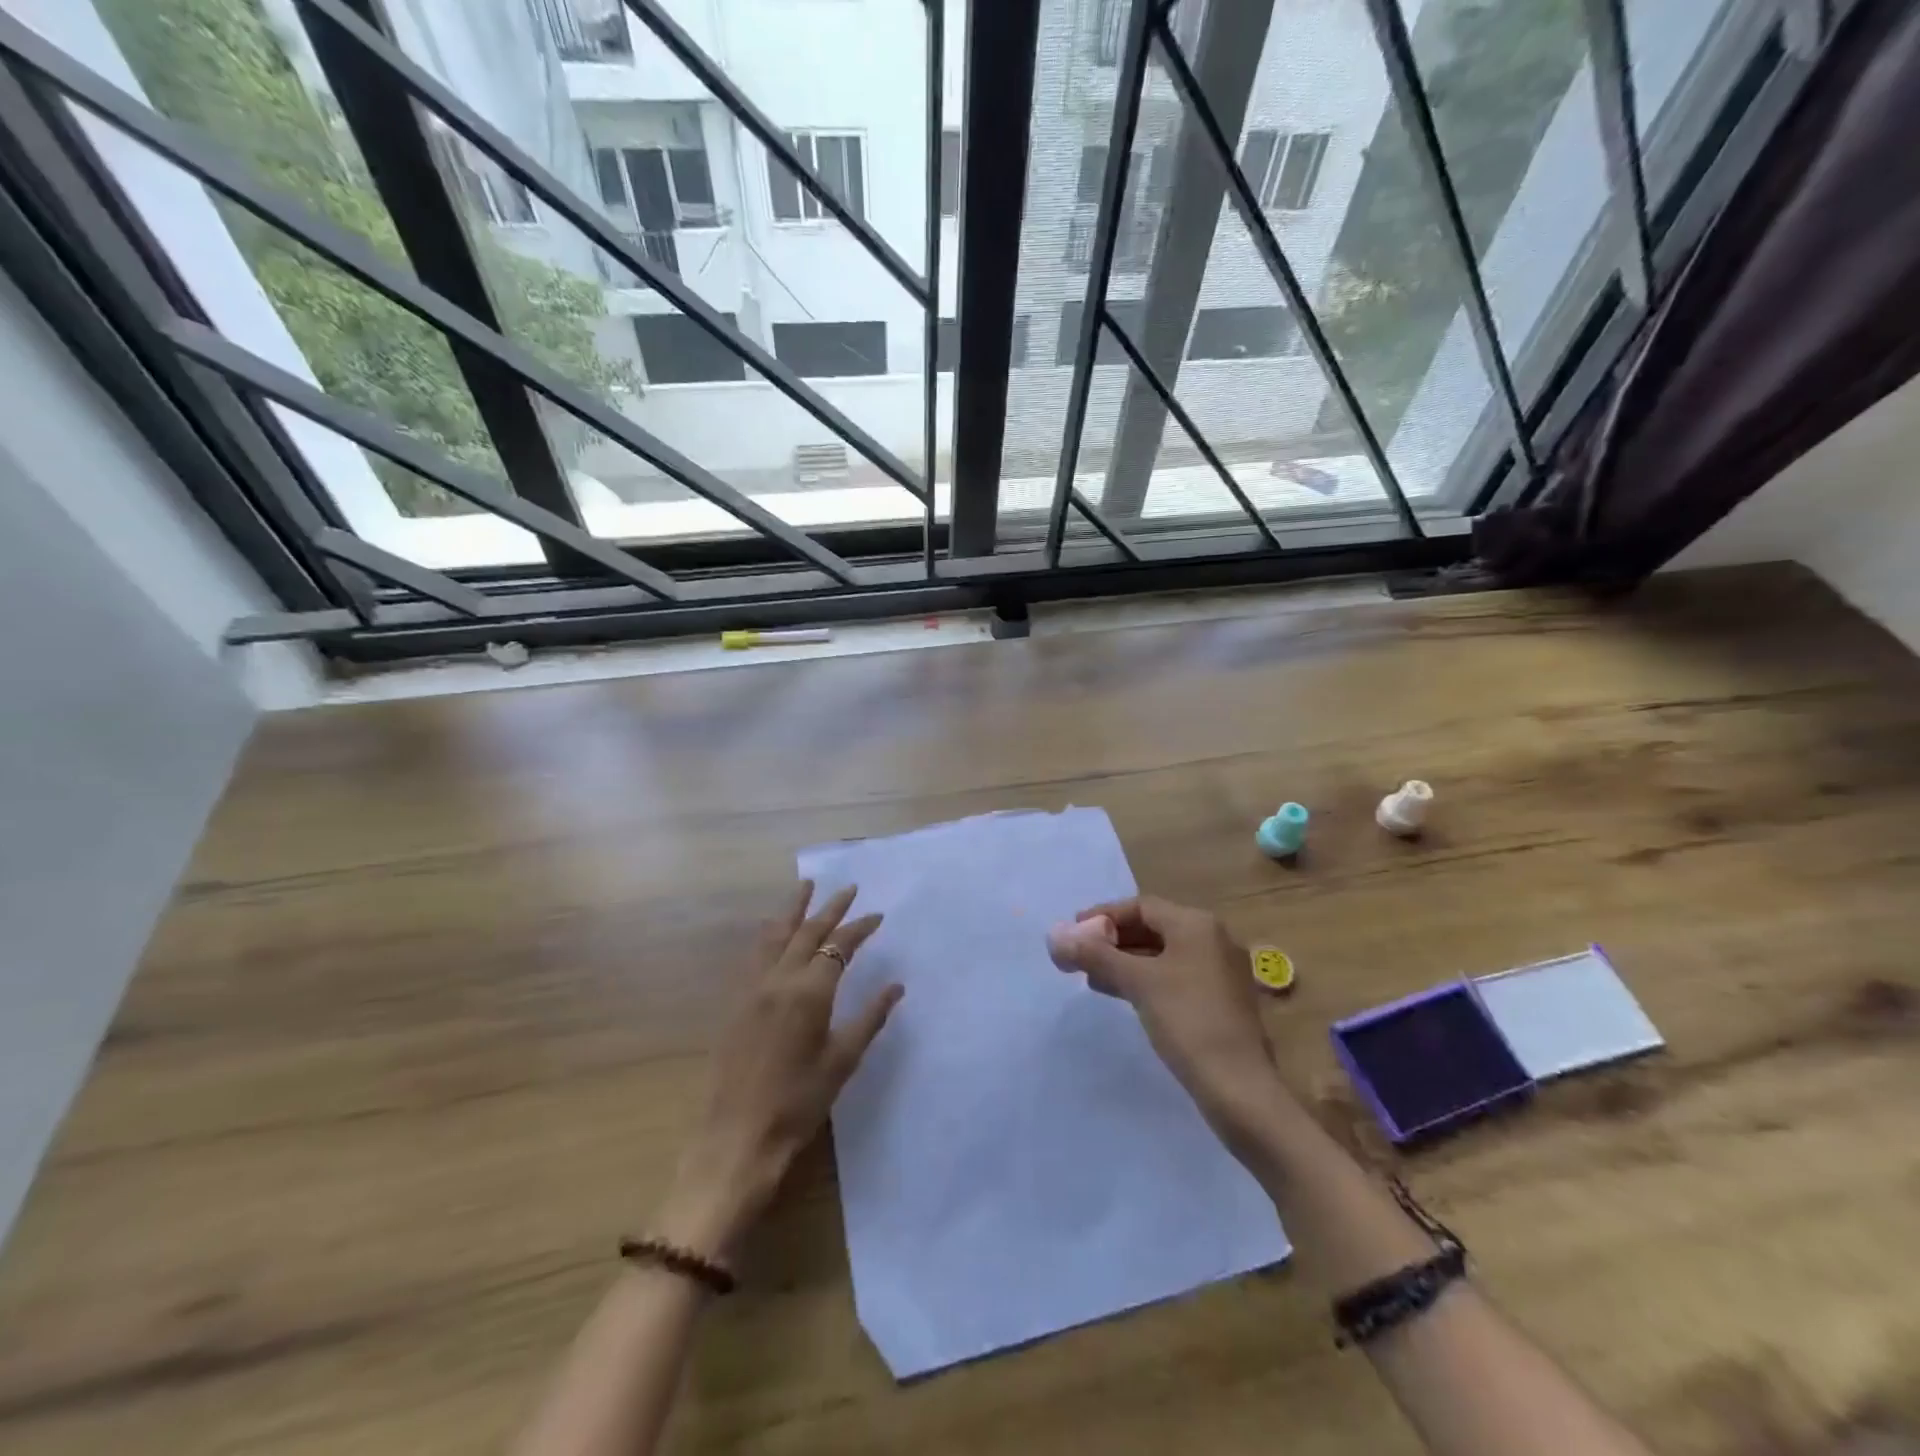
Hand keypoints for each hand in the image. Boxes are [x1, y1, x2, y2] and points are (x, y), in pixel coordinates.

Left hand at [659, 883, 902, 1262]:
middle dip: (830, 907)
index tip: (878, 915)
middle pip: (807, 931)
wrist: (736, 1137)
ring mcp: (751, 988)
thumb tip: (895, 985)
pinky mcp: (735, 1002)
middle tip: (848, 888)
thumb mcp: (842, 1062)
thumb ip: (870, 1018)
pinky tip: (772, 931)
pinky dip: (769, 934)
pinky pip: (754, 954)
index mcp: (809, 992)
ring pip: (774, 935)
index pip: (838, 946)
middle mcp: (778, 980)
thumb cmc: (798, 1103)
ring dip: (793, 910)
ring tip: (805, 887)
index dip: (860, 928)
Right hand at [1052, 896, 1282, 1150]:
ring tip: (1092, 977)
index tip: (1073, 931)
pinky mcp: (1220, 1001)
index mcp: (1197, 925)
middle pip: (1153, 928)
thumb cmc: (1187, 1021)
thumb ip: (1095, 955)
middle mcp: (1212, 940)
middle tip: (1080, 955)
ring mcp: (1219, 971)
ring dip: (1126, 961)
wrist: (1239, 1088)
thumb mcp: (1137, 982)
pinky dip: (1145, 979)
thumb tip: (1055, 936)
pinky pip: (1174, 976)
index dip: (1104, 915)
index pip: (1141, 906)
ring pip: (1162, 955)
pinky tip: (1123, 995)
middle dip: (1113, 940)